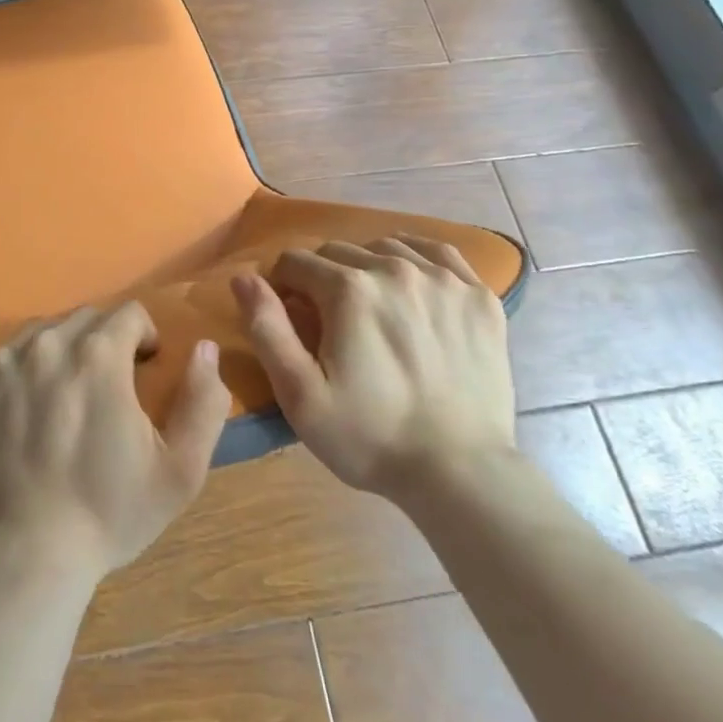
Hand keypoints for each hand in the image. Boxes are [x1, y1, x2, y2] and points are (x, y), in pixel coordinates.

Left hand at [0, 302, 233, 579]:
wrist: (23, 558)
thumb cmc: (108, 514)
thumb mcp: (180, 470)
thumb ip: (203, 401)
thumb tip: (204, 348)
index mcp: (99, 354)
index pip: (129, 313)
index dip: (143, 337)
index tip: (143, 369)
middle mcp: (46, 343)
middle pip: (83, 319)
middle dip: (102, 341)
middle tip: (104, 387)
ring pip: (38, 335)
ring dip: (57, 354)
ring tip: (60, 400)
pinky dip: (13, 378)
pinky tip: (17, 418)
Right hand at [233, 236, 515, 499]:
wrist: (462, 474)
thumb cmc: (370, 437)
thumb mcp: (299, 394)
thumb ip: (266, 328)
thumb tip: (242, 277)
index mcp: (348, 289)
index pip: (295, 262)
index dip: (284, 289)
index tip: (294, 321)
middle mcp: (394, 268)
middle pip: (338, 251)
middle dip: (323, 279)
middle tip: (331, 323)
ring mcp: (443, 279)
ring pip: (385, 247)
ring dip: (366, 268)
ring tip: (372, 309)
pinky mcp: (479, 295)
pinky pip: (437, 252)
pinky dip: (416, 259)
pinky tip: (412, 285)